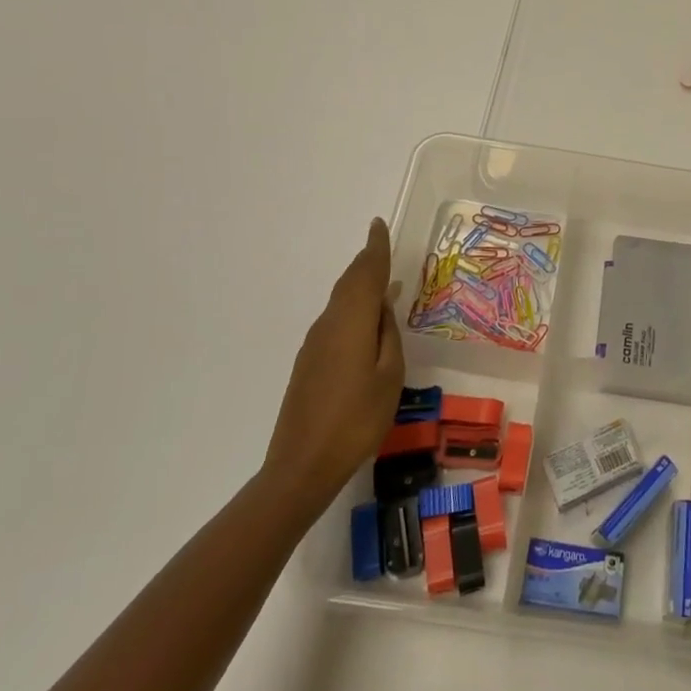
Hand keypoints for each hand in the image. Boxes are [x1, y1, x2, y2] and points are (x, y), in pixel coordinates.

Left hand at [263, 218, 405, 497]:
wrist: (302, 466)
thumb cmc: (357, 420)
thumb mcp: (389, 376)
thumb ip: (388, 336)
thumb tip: (383, 306)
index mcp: (351, 323)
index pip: (366, 274)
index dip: (375, 249)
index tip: (378, 225)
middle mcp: (329, 325)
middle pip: (349, 283)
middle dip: (366, 263)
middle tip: (381, 247)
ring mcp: (314, 345)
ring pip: (340, 302)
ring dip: (359, 285)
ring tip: (380, 281)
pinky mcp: (308, 363)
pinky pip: (335, 320)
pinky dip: (351, 308)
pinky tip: (365, 322)